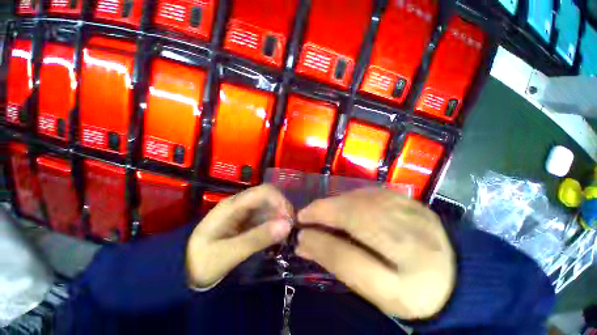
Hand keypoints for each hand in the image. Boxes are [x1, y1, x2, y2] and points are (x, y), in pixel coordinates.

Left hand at [186, 185, 292, 287]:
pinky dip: (274, 222)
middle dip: (282, 208)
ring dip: (279, 216)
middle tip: (290, 228)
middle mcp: (239, 203)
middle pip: (268, 196)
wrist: (184, 270)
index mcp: (232, 205)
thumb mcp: (229, 253)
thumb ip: (258, 238)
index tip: (290, 219)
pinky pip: (264, 215)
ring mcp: (242, 211)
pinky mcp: (245, 220)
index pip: (263, 191)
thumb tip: (287, 225)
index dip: (280, 201)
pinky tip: (277, 234)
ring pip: (268, 205)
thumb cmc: (202, 262)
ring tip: (285, 233)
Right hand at [296, 188, 455, 319]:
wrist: (458, 274)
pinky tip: (342, 207)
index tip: (299, 231)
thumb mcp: (378, 292)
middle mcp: (406, 223)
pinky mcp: (404, 198)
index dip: (319, 231)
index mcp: (405, 258)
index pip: (350, 239)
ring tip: (320, 214)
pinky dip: (348, 198)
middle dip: (322, 211)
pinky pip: (366, 193)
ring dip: (333, 204)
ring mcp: (406, 205)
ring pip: (357, 198)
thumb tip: (305, 242)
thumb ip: (341, 263)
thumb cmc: (416, 291)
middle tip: (305, 218)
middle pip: (352, 210)